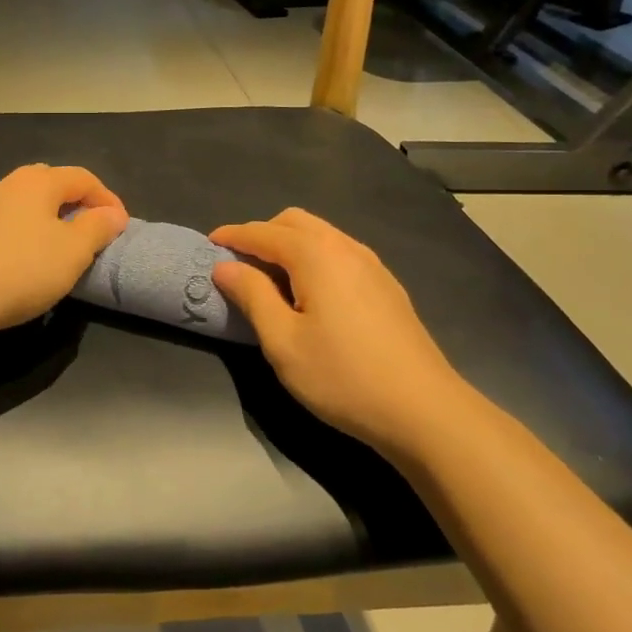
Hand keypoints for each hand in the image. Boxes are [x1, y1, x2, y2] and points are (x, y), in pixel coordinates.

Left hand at [0, 165, 128, 335]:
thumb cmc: (21, 269)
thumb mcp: (73, 251)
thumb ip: (97, 228)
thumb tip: (112, 213)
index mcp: (38, 181)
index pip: (84, 178)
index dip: (108, 200)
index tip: (120, 228)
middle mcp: (8, 184)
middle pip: (52, 185)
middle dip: (77, 205)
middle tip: (91, 234)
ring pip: (27, 206)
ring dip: (49, 222)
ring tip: (61, 251)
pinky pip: (6, 225)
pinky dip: (25, 236)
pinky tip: (24, 263)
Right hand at [211, 209, 468, 453]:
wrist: (423, 409)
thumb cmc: (342, 376)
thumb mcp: (283, 341)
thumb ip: (252, 296)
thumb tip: (225, 267)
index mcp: (316, 255)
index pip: (263, 233)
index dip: (233, 236)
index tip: (208, 245)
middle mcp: (345, 247)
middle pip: (294, 222)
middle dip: (262, 234)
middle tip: (238, 263)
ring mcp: (372, 265)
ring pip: (321, 235)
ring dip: (289, 244)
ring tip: (269, 277)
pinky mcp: (386, 286)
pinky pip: (340, 253)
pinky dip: (313, 258)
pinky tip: (309, 292)